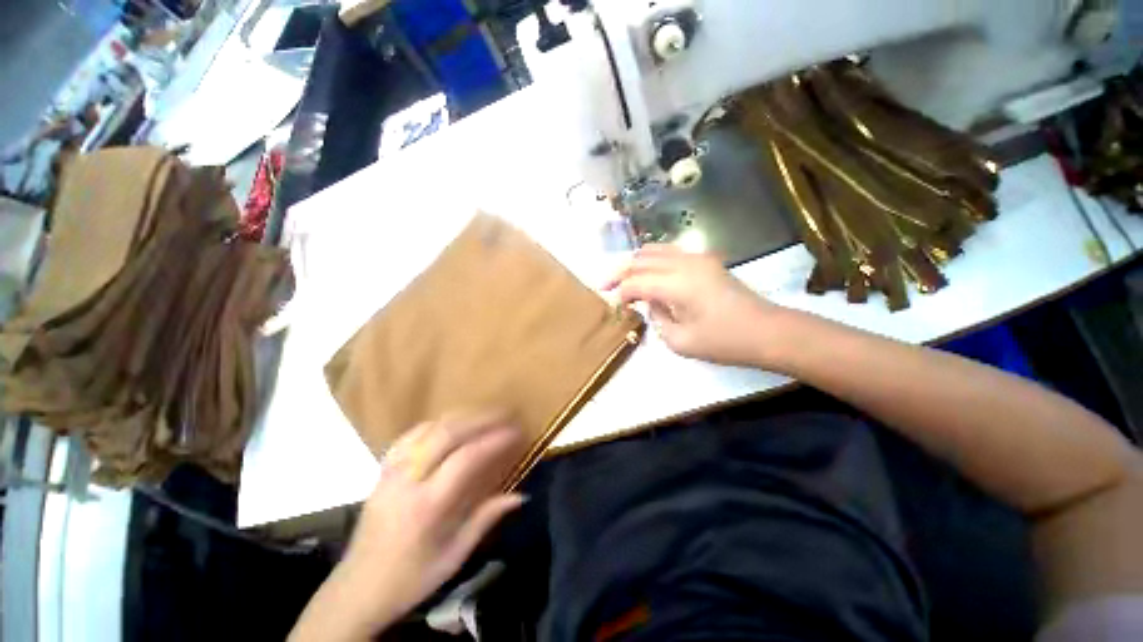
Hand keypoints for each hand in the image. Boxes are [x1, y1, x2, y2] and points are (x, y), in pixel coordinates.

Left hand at [289, 413, 526, 640]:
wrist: (355, 590)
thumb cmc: (409, 578)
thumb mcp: (453, 557)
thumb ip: (486, 519)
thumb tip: (520, 496)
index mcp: (426, 506)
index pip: (465, 459)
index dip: (494, 440)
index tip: (516, 431)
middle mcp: (407, 480)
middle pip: (446, 433)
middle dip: (480, 418)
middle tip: (505, 413)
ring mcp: (391, 471)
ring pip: (428, 428)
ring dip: (461, 416)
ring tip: (484, 414)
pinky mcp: (382, 470)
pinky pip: (411, 434)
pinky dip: (436, 423)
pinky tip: (450, 424)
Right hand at [604, 244, 781, 366]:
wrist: (767, 331)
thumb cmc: (725, 342)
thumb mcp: (680, 342)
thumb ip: (657, 319)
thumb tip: (652, 304)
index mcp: (677, 284)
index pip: (636, 282)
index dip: (620, 292)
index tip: (613, 304)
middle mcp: (684, 263)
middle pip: (640, 259)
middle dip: (620, 273)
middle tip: (607, 287)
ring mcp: (696, 257)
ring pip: (653, 250)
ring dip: (635, 264)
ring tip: (625, 280)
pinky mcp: (704, 259)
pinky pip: (669, 252)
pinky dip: (652, 261)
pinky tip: (649, 275)